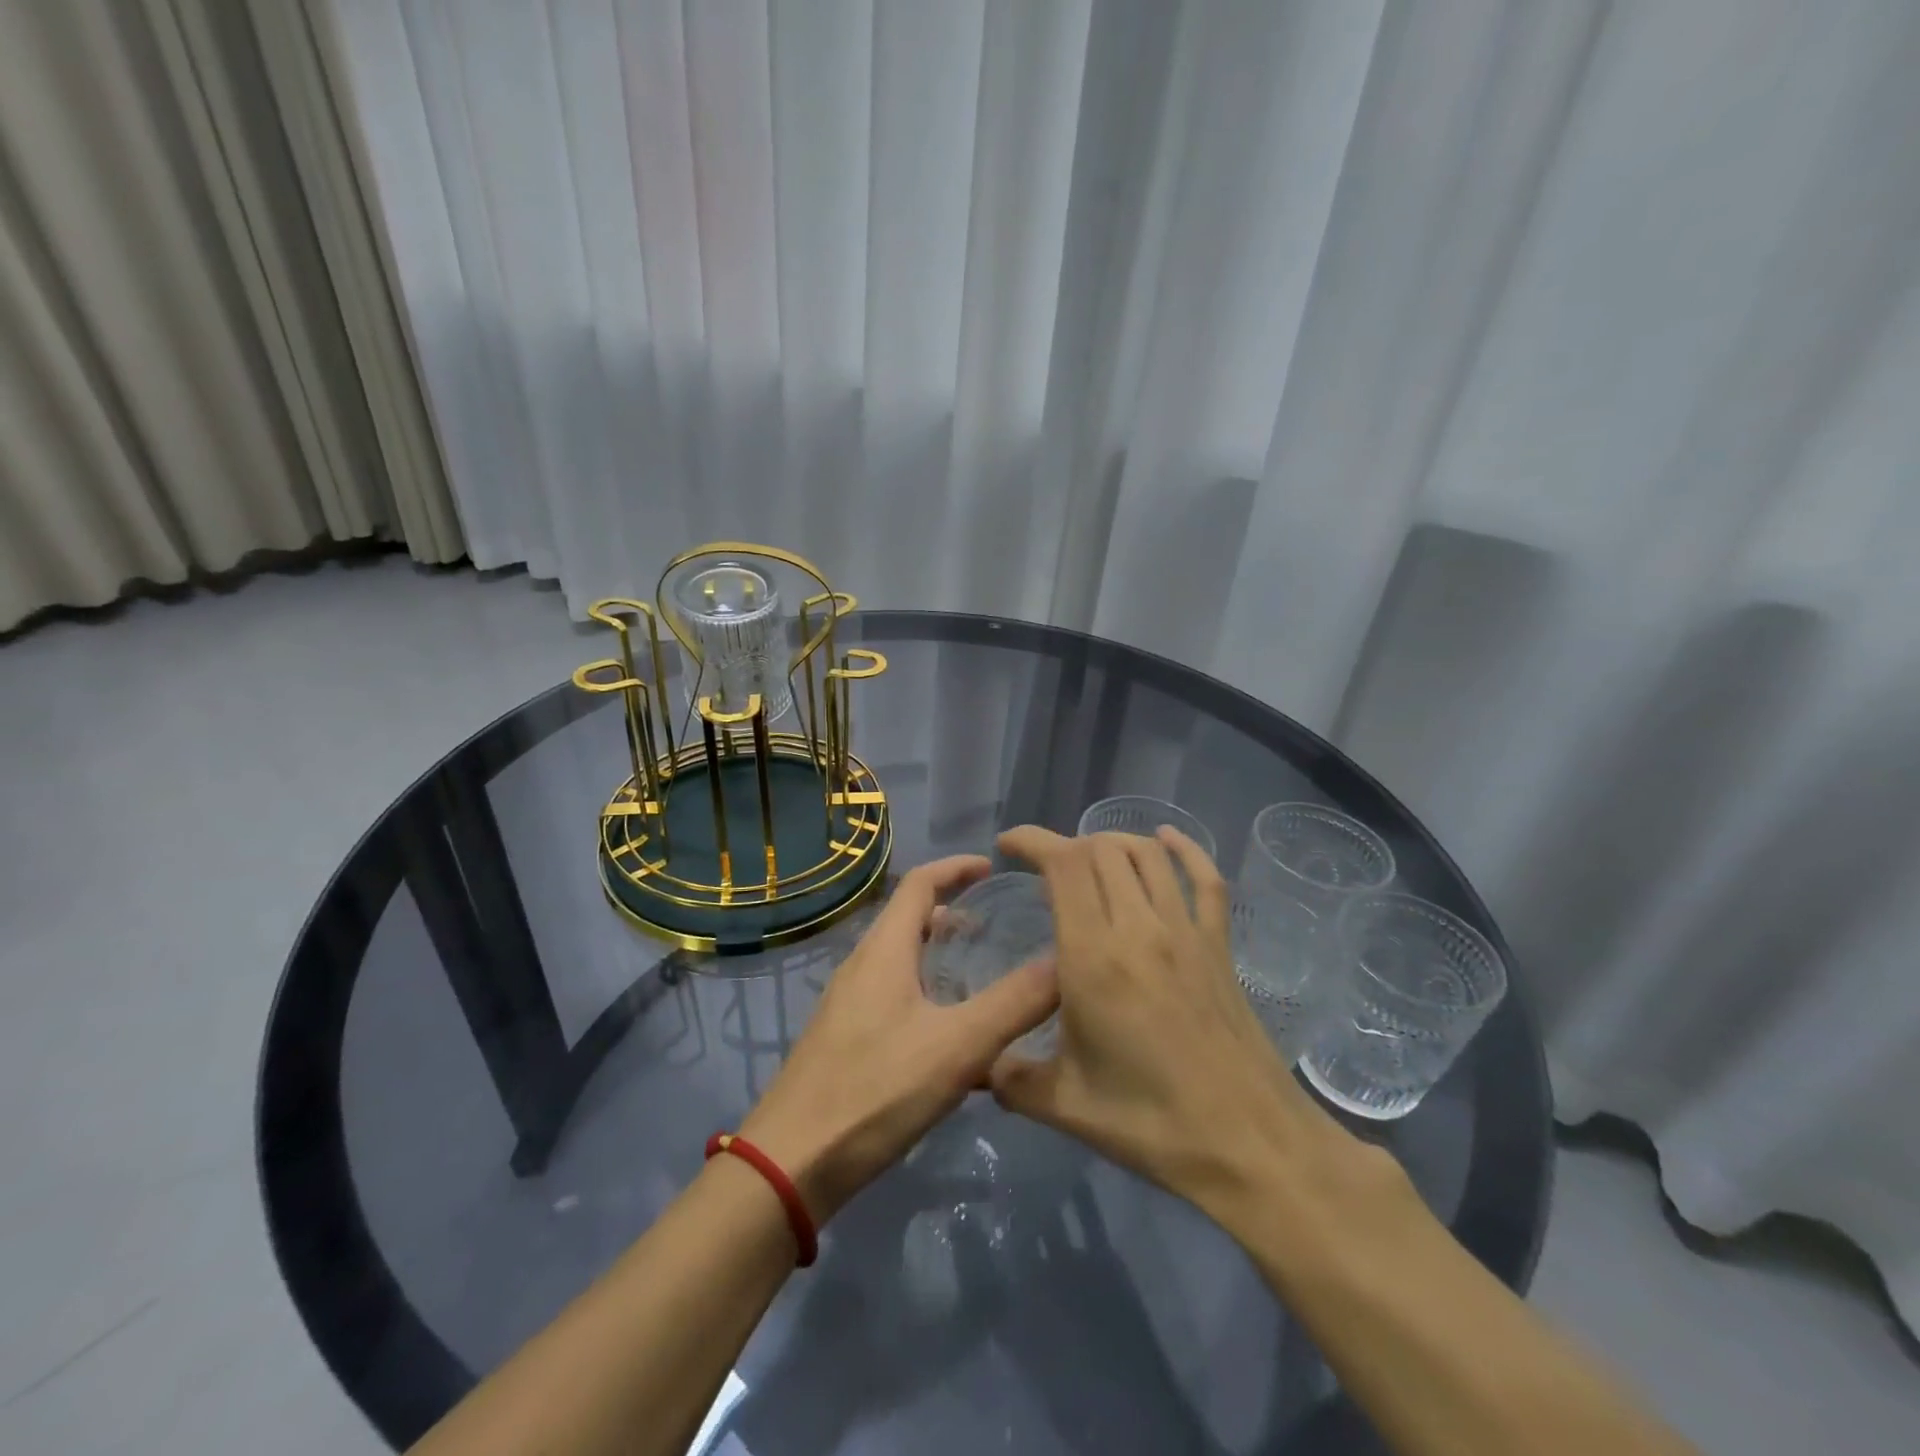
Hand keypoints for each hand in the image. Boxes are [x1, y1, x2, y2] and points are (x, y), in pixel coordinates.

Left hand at [740, 854, 1057, 1225]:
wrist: (790, 1164)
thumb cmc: (875, 1090)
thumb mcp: (957, 1046)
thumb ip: (1014, 1003)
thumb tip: (1064, 961)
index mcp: (883, 950)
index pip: (920, 882)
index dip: (956, 868)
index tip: (992, 867)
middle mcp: (861, 966)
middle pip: (909, 920)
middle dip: (953, 914)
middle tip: (996, 930)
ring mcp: (847, 1004)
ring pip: (901, 961)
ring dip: (939, 957)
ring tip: (980, 980)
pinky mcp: (843, 1039)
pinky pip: (892, 996)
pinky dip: (926, 994)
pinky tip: (950, 1040)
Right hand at [989, 826, 1348, 1211]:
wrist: (1250, 1145)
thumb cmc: (1151, 1123)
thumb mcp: (1063, 1104)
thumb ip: (1009, 1076)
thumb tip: (978, 1064)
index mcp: (1093, 958)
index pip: (1064, 865)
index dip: (1034, 841)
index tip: (1008, 846)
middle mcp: (1140, 929)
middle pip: (1102, 851)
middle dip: (1066, 846)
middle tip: (1044, 872)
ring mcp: (1186, 933)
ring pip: (1147, 855)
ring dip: (1113, 843)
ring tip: (1090, 859)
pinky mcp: (1219, 946)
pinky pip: (1205, 879)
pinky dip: (1185, 849)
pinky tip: (1166, 839)